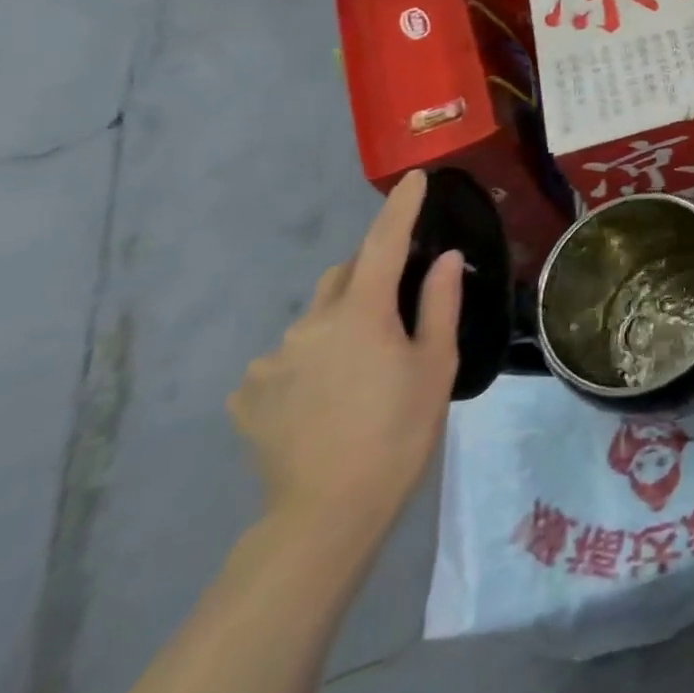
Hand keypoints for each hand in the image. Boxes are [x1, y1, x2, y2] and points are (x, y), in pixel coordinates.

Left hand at [228, 172, 461, 544]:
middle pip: (344, 276)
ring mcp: (270, 361)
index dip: (400, 207)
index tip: (413, 178)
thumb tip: (445, 257)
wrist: (326, 514)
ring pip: (315, 319)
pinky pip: (286, 358)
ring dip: (341, 323)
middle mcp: (309, 324)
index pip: (384, 243)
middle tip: (400, 306)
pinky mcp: (248, 395)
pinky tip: (324, 398)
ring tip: (362, 369)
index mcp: (361, 313)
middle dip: (371, 274)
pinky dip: (309, 361)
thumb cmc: (399, 431)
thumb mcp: (436, 365)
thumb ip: (440, 304)